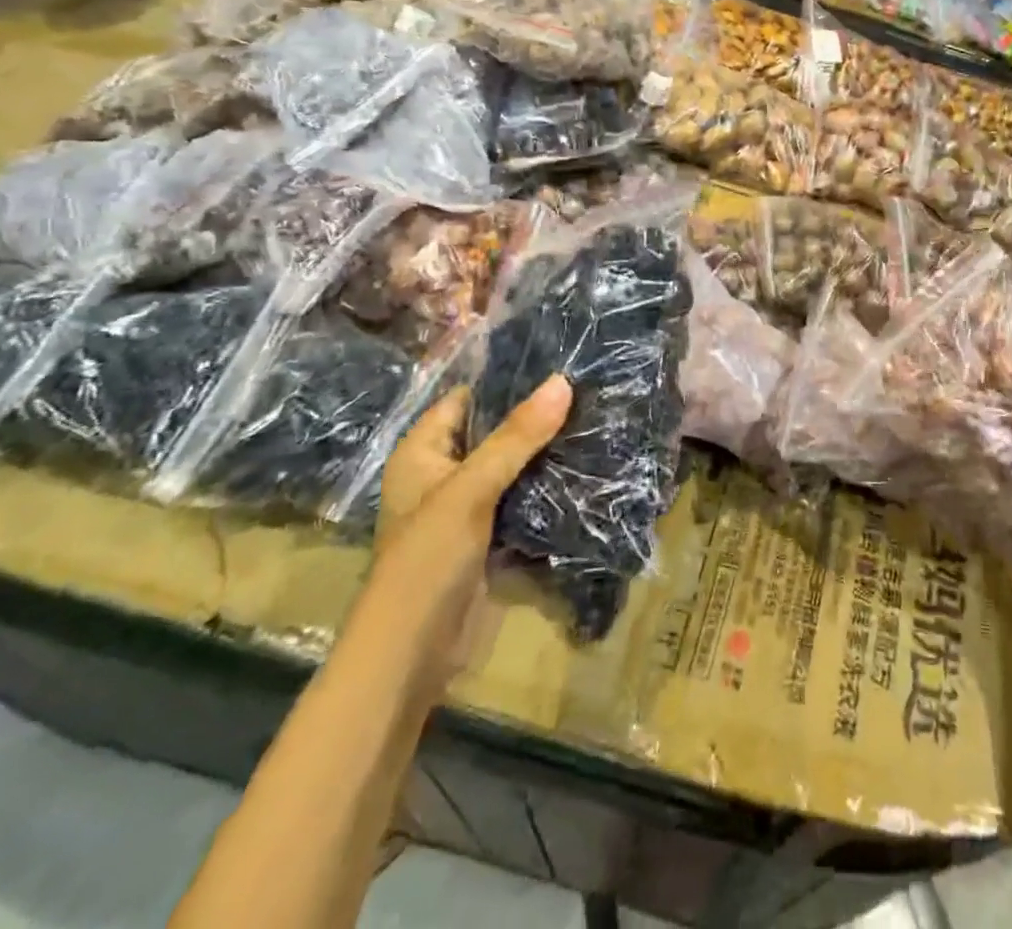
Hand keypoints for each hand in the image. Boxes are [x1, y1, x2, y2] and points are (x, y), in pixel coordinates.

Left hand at [357, 375, 571, 699]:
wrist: (413, 655)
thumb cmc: (427, 560)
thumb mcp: (470, 490)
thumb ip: (516, 436)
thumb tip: (563, 381)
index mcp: (423, 452)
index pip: (468, 397)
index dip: (507, 378)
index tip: (559, 357)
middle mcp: (444, 473)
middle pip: (495, 431)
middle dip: (537, 414)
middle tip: (590, 385)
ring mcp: (469, 506)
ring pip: (514, 465)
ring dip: (548, 450)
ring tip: (598, 415)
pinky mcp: (492, 536)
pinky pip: (525, 498)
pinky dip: (550, 484)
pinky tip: (588, 464)